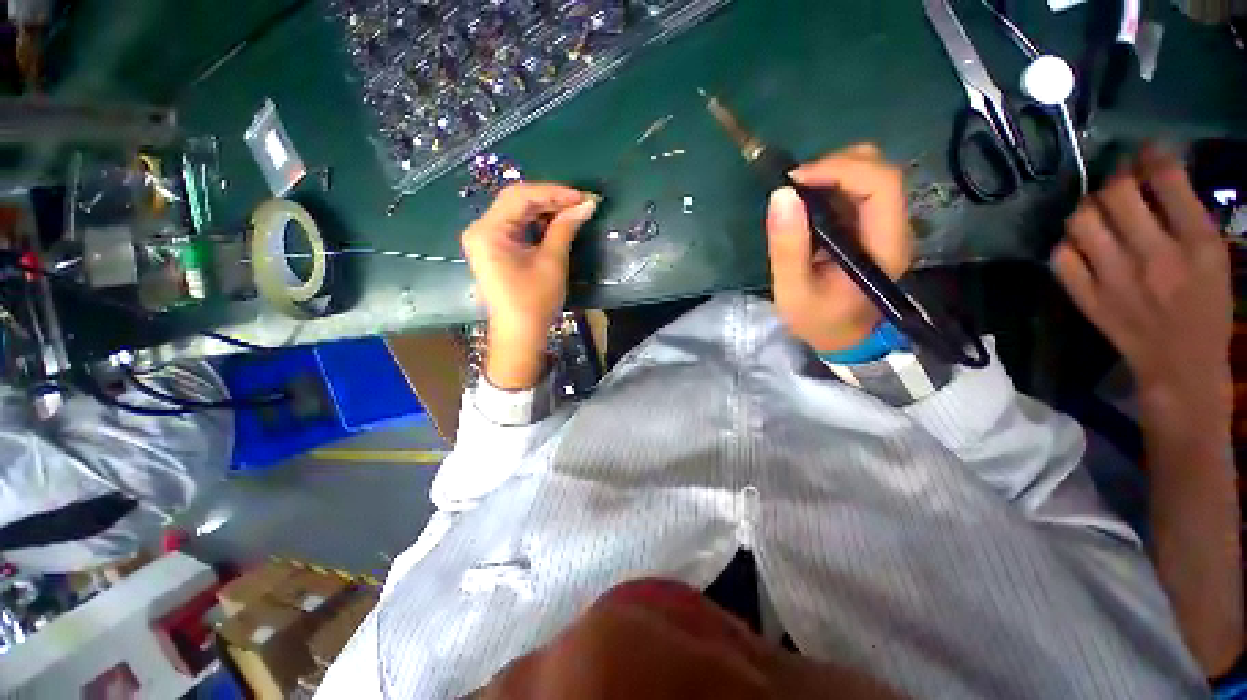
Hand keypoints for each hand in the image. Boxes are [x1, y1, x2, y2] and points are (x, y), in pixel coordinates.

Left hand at [462, 183, 597, 388]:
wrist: (519, 334)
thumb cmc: (534, 301)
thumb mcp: (552, 262)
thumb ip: (565, 228)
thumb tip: (587, 204)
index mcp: (488, 231)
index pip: (520, 196)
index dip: (554, 192)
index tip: (583, 197)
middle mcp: (481, 229)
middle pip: (517, 201)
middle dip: (551, 200)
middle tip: (581, 203)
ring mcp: (485, 239)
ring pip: (517, 212)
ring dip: (546, 210)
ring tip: (574, 212)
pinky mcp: (494, 249)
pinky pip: (516, 227)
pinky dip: (537, 223)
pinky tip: (557, 224)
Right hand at [766, 144, 911, 352]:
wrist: (842, 338)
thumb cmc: (818, 320)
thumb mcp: (793, 291)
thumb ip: (787, 247)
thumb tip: (781, 195)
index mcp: (883, 246)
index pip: (881, 185)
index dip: (840, 169)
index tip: (795, 180)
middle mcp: (894, 228)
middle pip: (880, 170)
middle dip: (835, 165)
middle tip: (793, 185)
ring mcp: (884, 225)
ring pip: (870, 174)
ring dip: (832, 173)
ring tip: (797, 194)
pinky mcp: (871, 227)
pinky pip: (857, 189)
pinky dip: (830, 185)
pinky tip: (807, 204)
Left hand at [1052, 145, 1232, 432]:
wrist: (1179, 366)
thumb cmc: (1206, 310)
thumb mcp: (1214, 258)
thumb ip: (1188, 216)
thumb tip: (1156, 175)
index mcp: (1196, 244)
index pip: (1166, 180)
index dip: (1150, 155)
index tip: (1145, 150)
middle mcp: (1153, 256)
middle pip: (1115, 195)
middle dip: (1115, 176)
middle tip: (1119, 178)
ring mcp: (1115, 279)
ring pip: (1081, 222)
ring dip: (1088, 207)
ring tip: (1100, 210)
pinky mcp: (1087, 298)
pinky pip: (1061, 258)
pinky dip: (1068, 244)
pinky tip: (1082, 243)